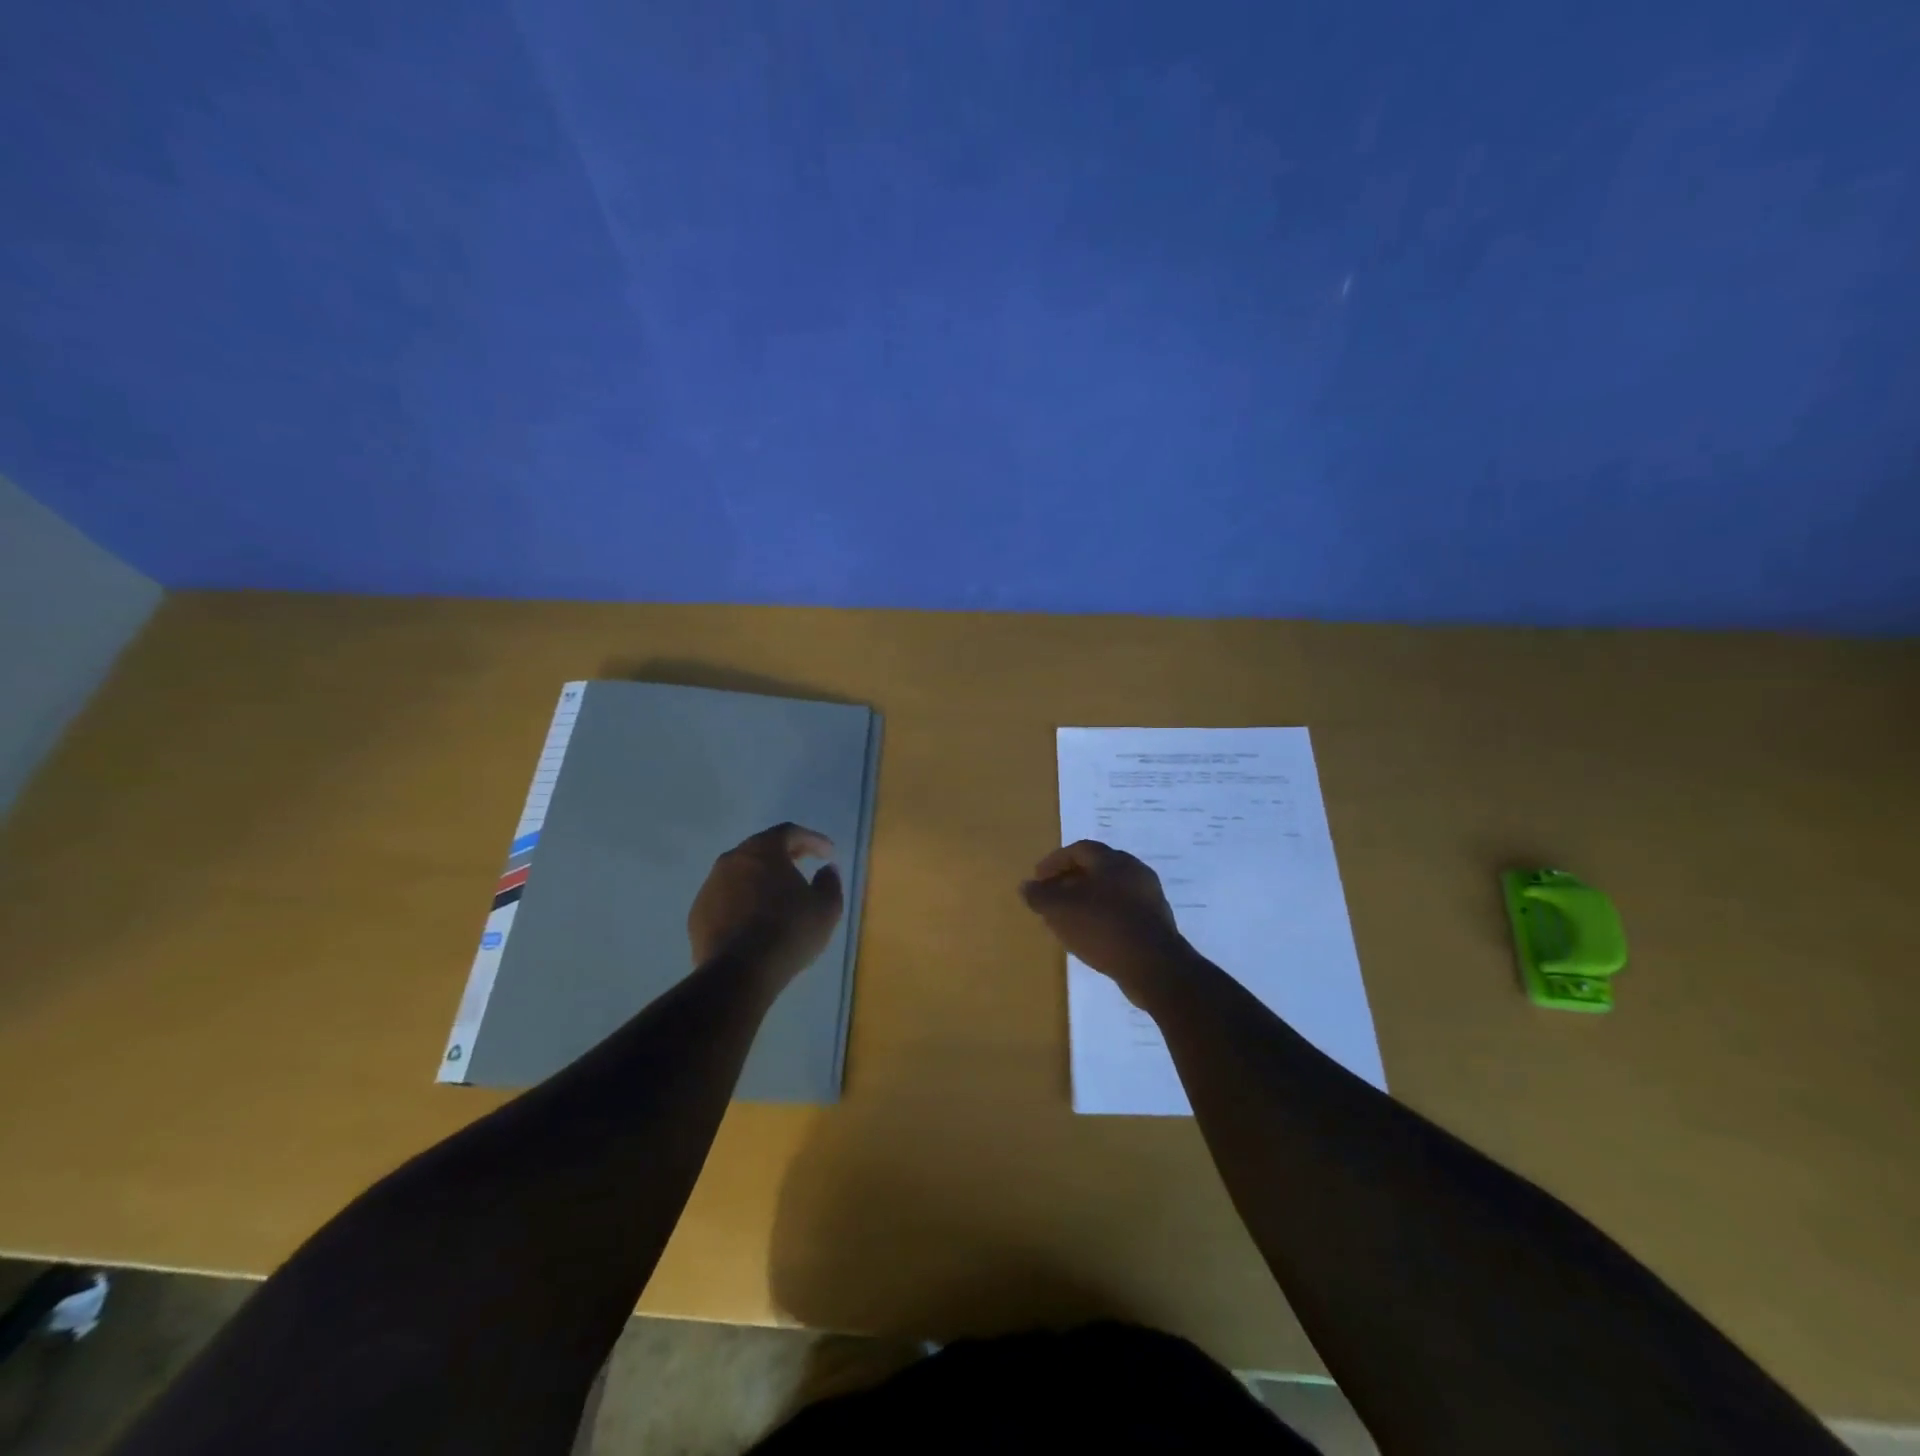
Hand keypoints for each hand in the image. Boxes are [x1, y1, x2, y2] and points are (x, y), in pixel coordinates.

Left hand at [689, 823, 844, 983]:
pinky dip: (743, 902)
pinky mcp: (698, 914)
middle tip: (802, 866)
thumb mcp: (826, 907)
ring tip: (778, 897)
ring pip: (740, 874)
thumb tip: (826, 869)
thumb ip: (829, 881)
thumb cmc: (789, 931)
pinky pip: (726, 899)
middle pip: (761, 849)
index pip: (789, 832)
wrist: (739, 972)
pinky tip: (755, 921)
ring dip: (761, 880)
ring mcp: (710, 887)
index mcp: (763, 850)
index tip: (828, 854)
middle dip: (784, 855)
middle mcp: (732, 860)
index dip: (812, 840)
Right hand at [1020, 840, 1191, 1002]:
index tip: (1038, 879)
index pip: (1079, 849)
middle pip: (1096, 868)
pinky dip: (1103, 915)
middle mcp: (1134, 871)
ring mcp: (1149, 896)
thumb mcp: (1061, 911)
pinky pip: (1123, 910)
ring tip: (1069, 917)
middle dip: (1071, 880)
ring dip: (1088, 899)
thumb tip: (1026, 886)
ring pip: (1111, 890)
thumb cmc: (1103, 927)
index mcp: (1112, 861)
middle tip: (1052, 896)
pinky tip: (1092, 934)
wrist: (1154, 966)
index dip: (1055, 862)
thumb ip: (1040, 896)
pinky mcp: (1156, 922)